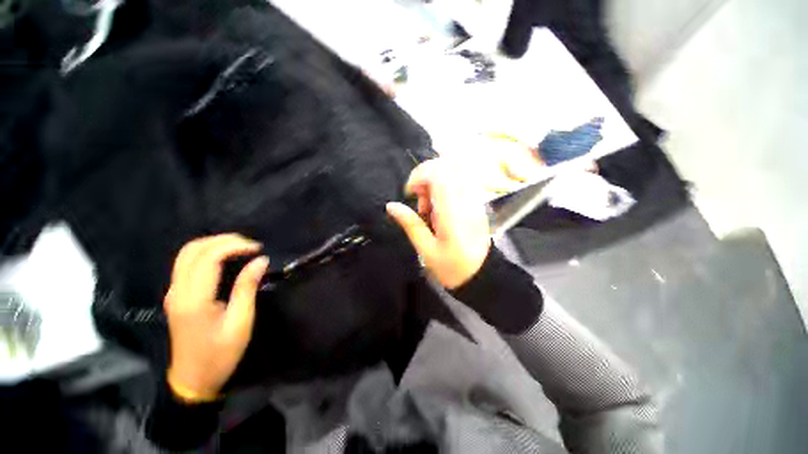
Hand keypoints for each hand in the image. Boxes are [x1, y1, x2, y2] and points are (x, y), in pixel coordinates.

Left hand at [164, 234, 268, 401]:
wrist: (193, 379)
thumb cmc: (220, 353)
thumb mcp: (240, 322)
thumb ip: (247, 288)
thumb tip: (261, 261)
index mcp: (194, 299)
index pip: (209, 257)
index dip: (234, 246)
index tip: (258, 249)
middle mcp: (178, 291)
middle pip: (194, 249)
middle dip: (224, 240)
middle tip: (251, 245)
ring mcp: (174, 292)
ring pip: (187, 253)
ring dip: (214, 244)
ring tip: (240, 247)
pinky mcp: (176, 295)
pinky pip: (186, 263)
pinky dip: (206, 253)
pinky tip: (224, 258)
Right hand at [387, 159, 490, 288]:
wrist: (482, 275)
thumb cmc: (452, 267)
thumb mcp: (427, 250)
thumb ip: (410, 224)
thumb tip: (391, 206)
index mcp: (452, 212)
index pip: (438, 174)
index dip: (419, 175)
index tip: (410, 193)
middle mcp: (466, 200)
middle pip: (445, 167)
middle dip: (426, 178)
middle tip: (420, 202)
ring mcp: (474, 200)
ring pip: (452, 172)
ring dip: (435, 184)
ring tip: (429, 208)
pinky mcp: (477, 203)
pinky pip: (459, 182)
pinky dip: (445, 189)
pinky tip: (440, 208)